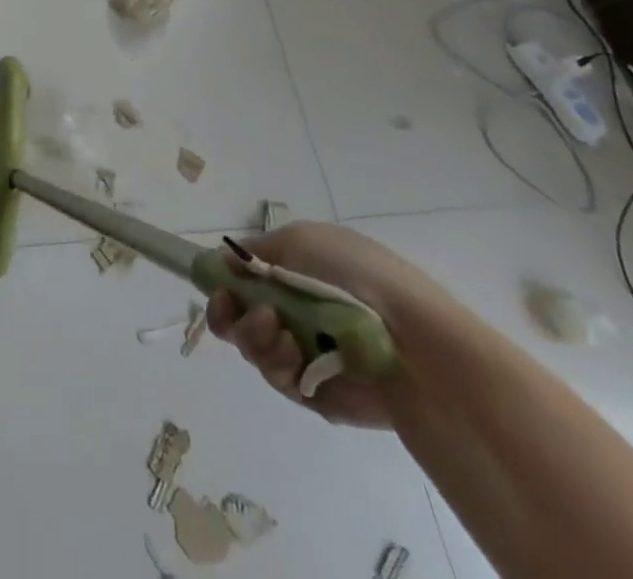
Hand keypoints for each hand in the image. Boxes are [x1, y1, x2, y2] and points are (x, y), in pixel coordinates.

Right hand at [207, 222, 455, 428]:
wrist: (414, 342)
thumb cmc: (356, 276)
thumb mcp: (299, 240)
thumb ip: (254, 252)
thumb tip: (225, 261)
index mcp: (295, 271)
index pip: (243, 278)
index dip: (223, 283)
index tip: (218, 287)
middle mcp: (296, 310)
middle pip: (238, 316)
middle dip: (229, 314)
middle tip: (234, 311)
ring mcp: (306, 352)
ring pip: (253, 347)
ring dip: (255, 337)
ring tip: (280, 335)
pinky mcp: (316, 393)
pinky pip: (279, 379)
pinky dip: (279, 366)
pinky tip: (296, 358)